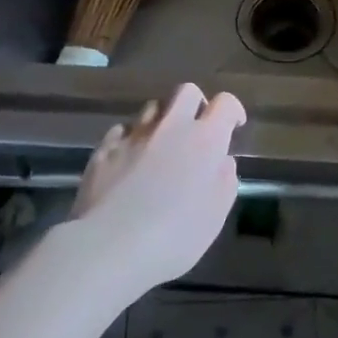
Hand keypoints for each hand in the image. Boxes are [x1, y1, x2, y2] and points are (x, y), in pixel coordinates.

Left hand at [70, 83, 246, 289]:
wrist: (109, 246)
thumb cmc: (174, 236)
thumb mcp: (215, 216)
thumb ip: (224, 181)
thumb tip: (222, 161)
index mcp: (205, 140)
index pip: (225, 103)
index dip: (233, 111)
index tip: (234, 126)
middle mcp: (170, 127)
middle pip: (185, 91)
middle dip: (196, 103)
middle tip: (197, 128)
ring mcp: (134, 135)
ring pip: (152, 107)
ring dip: (163, 120)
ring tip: (162, 146)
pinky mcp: (104, 148)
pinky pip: (122, 130)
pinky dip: (131, 138)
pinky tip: (130, 159)